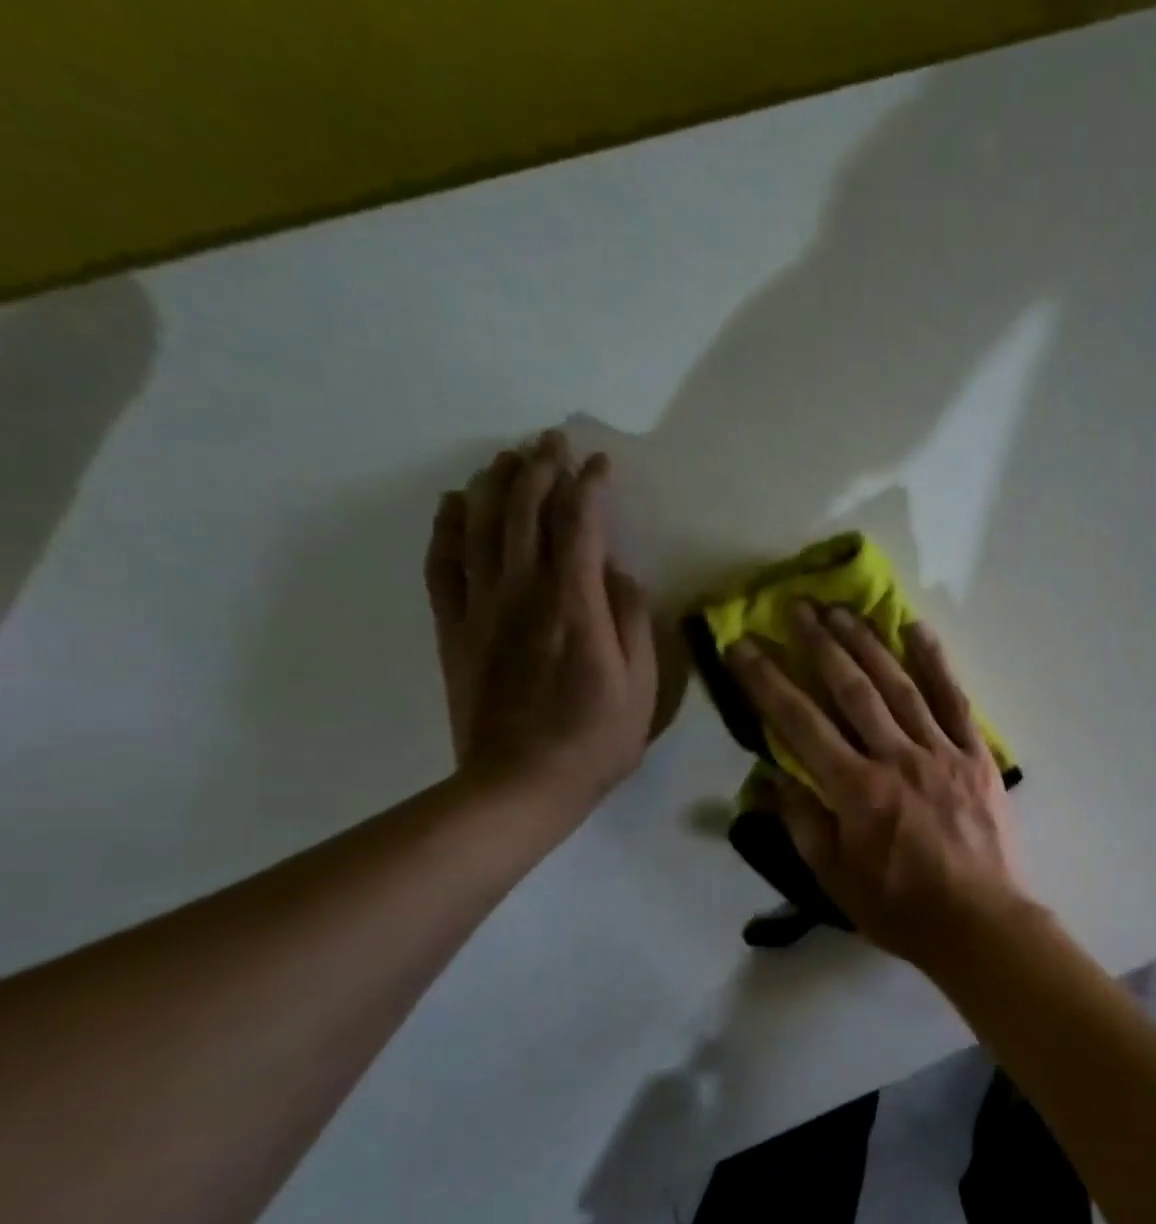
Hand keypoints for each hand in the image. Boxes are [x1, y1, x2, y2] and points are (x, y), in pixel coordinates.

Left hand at [424, 431, 657, 815]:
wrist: (520, 783)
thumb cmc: (597, 739)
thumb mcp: (642, 687)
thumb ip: (633, 622)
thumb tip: (620, 575)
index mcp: (576, 606)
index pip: (581, 526)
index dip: (590, 488)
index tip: (601, 464)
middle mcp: (524, 593)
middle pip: (526, 513)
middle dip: (539, 468)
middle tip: (550, 439)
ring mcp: (482, 609)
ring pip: (482, 527)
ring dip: (495, 485)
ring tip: (508, 457)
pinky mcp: (455, 629)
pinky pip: (444, 564)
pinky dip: (448, 526)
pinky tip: (455, 503)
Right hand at [726, 601, 1030, 969]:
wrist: (980, 922)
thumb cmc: (902, 908)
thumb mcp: (837, 880)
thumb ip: (802, 823)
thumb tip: (770, 778)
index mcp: (856, 791)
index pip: (801, 723)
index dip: (768, 681)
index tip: (745, 646)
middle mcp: (896, 758)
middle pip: (852, 690)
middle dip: (820, 644)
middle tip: (797, 606)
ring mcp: (941, 752)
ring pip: (899, 685)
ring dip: (868, 643)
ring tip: (842, 609)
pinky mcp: (975, 755)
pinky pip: (954, 700)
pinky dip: (936, 663)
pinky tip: (917, 630)